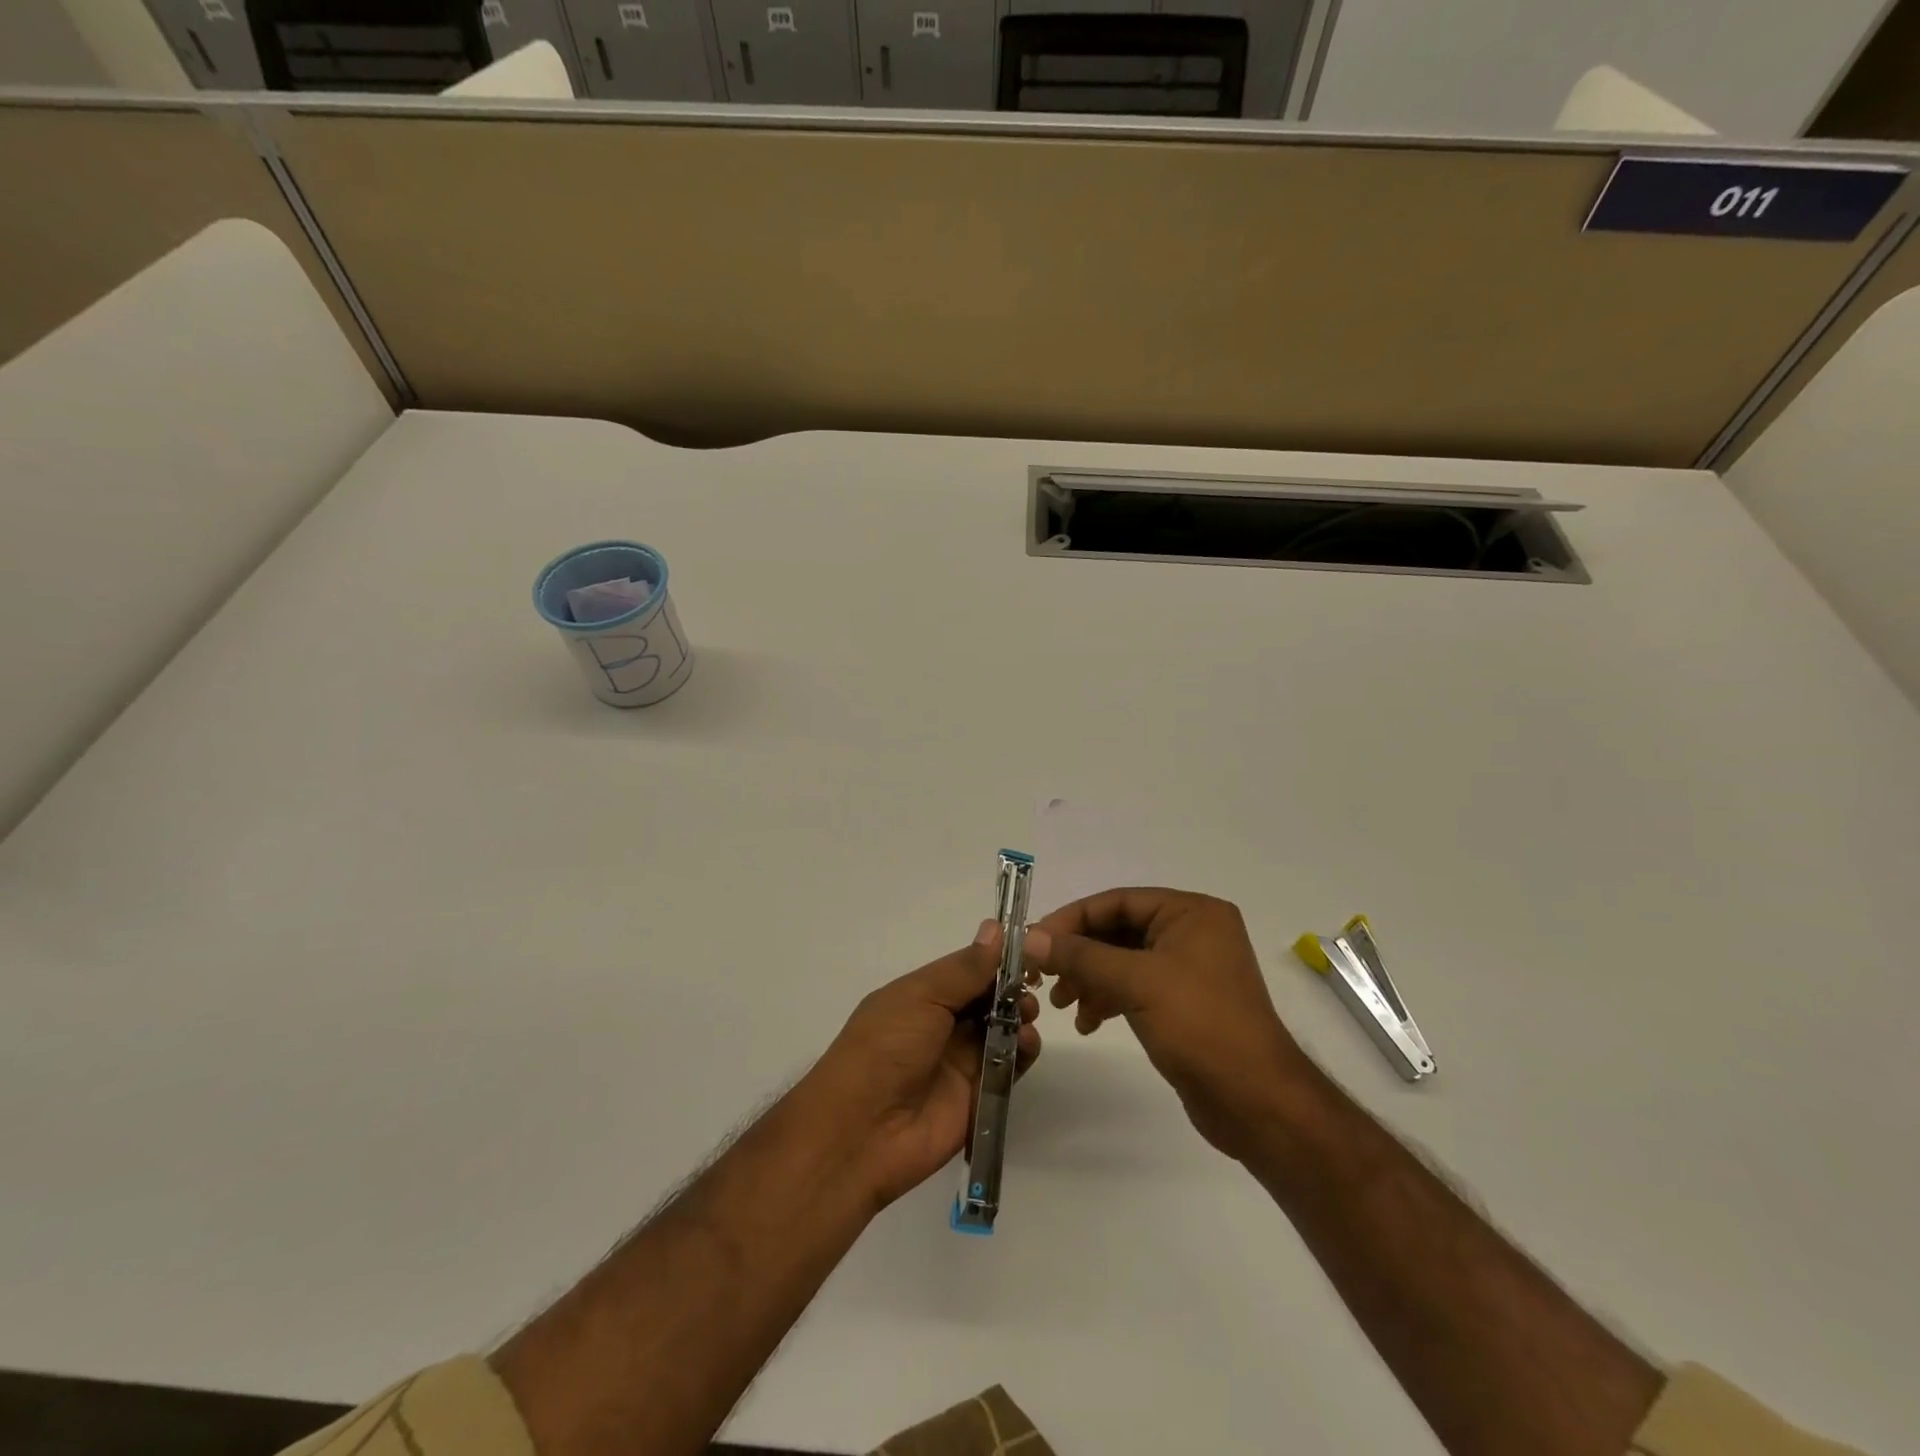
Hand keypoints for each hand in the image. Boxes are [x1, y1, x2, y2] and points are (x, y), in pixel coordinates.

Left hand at [799, 920, 1041, 1208]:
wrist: (863, 1131)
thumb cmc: (885, 1048)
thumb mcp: (921, 997)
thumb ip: (964, 969)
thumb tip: (995, 928)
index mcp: (921, 996)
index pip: (966, 970)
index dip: (995, 960)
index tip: (1028, 947)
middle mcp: (941, 1025)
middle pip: (987, 999)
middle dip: (1012, 989)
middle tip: (1030, 986)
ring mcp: (960, 1060)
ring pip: (1002, 1030)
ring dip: (1020, 1017)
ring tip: (1026, 1015)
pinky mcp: (978, 1095)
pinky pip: (1008, 1067)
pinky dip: (1022, 1051)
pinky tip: (1026, 1043)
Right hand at [1026, 888, 1315, 1158]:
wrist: (1257, 1102)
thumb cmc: (1200, 1026)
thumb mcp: (1136, 982)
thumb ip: (1080, 956)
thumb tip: (1029, 938)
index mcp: (1192, 912)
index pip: (1118, 901)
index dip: (1072, 918)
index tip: (1034, 941)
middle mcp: (1193, 932)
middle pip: (1118, 930)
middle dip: (1079, 953)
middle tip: (1040, 975)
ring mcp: (1190, 969)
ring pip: (1123, 961)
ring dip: (1089, 978)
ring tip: (1059, 1003)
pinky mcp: (1184, 1003)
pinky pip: (1135, 987)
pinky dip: (1108, 999)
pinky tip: (1088, 1022)